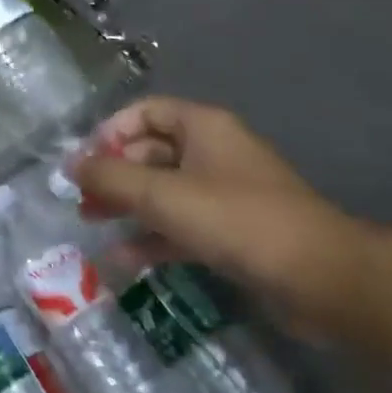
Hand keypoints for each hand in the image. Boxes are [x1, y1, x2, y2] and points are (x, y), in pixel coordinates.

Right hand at [72, 97, 361, 332]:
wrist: (322, 280)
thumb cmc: (236, 220)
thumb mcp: (162, 195)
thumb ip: (111, 178)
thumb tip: (69, 165)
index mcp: (202, 127)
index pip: (144, 112)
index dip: (110, 131)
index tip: (86, 162)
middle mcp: (213, 153)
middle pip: (150, 152)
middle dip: (113, 173)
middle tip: (81, 198)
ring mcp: (224, 194)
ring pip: (163, 191)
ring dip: (127, 206)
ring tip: (91, 223)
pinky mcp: (232, 233)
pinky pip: (181, 226)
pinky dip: (152, 237)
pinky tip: (123, 259)